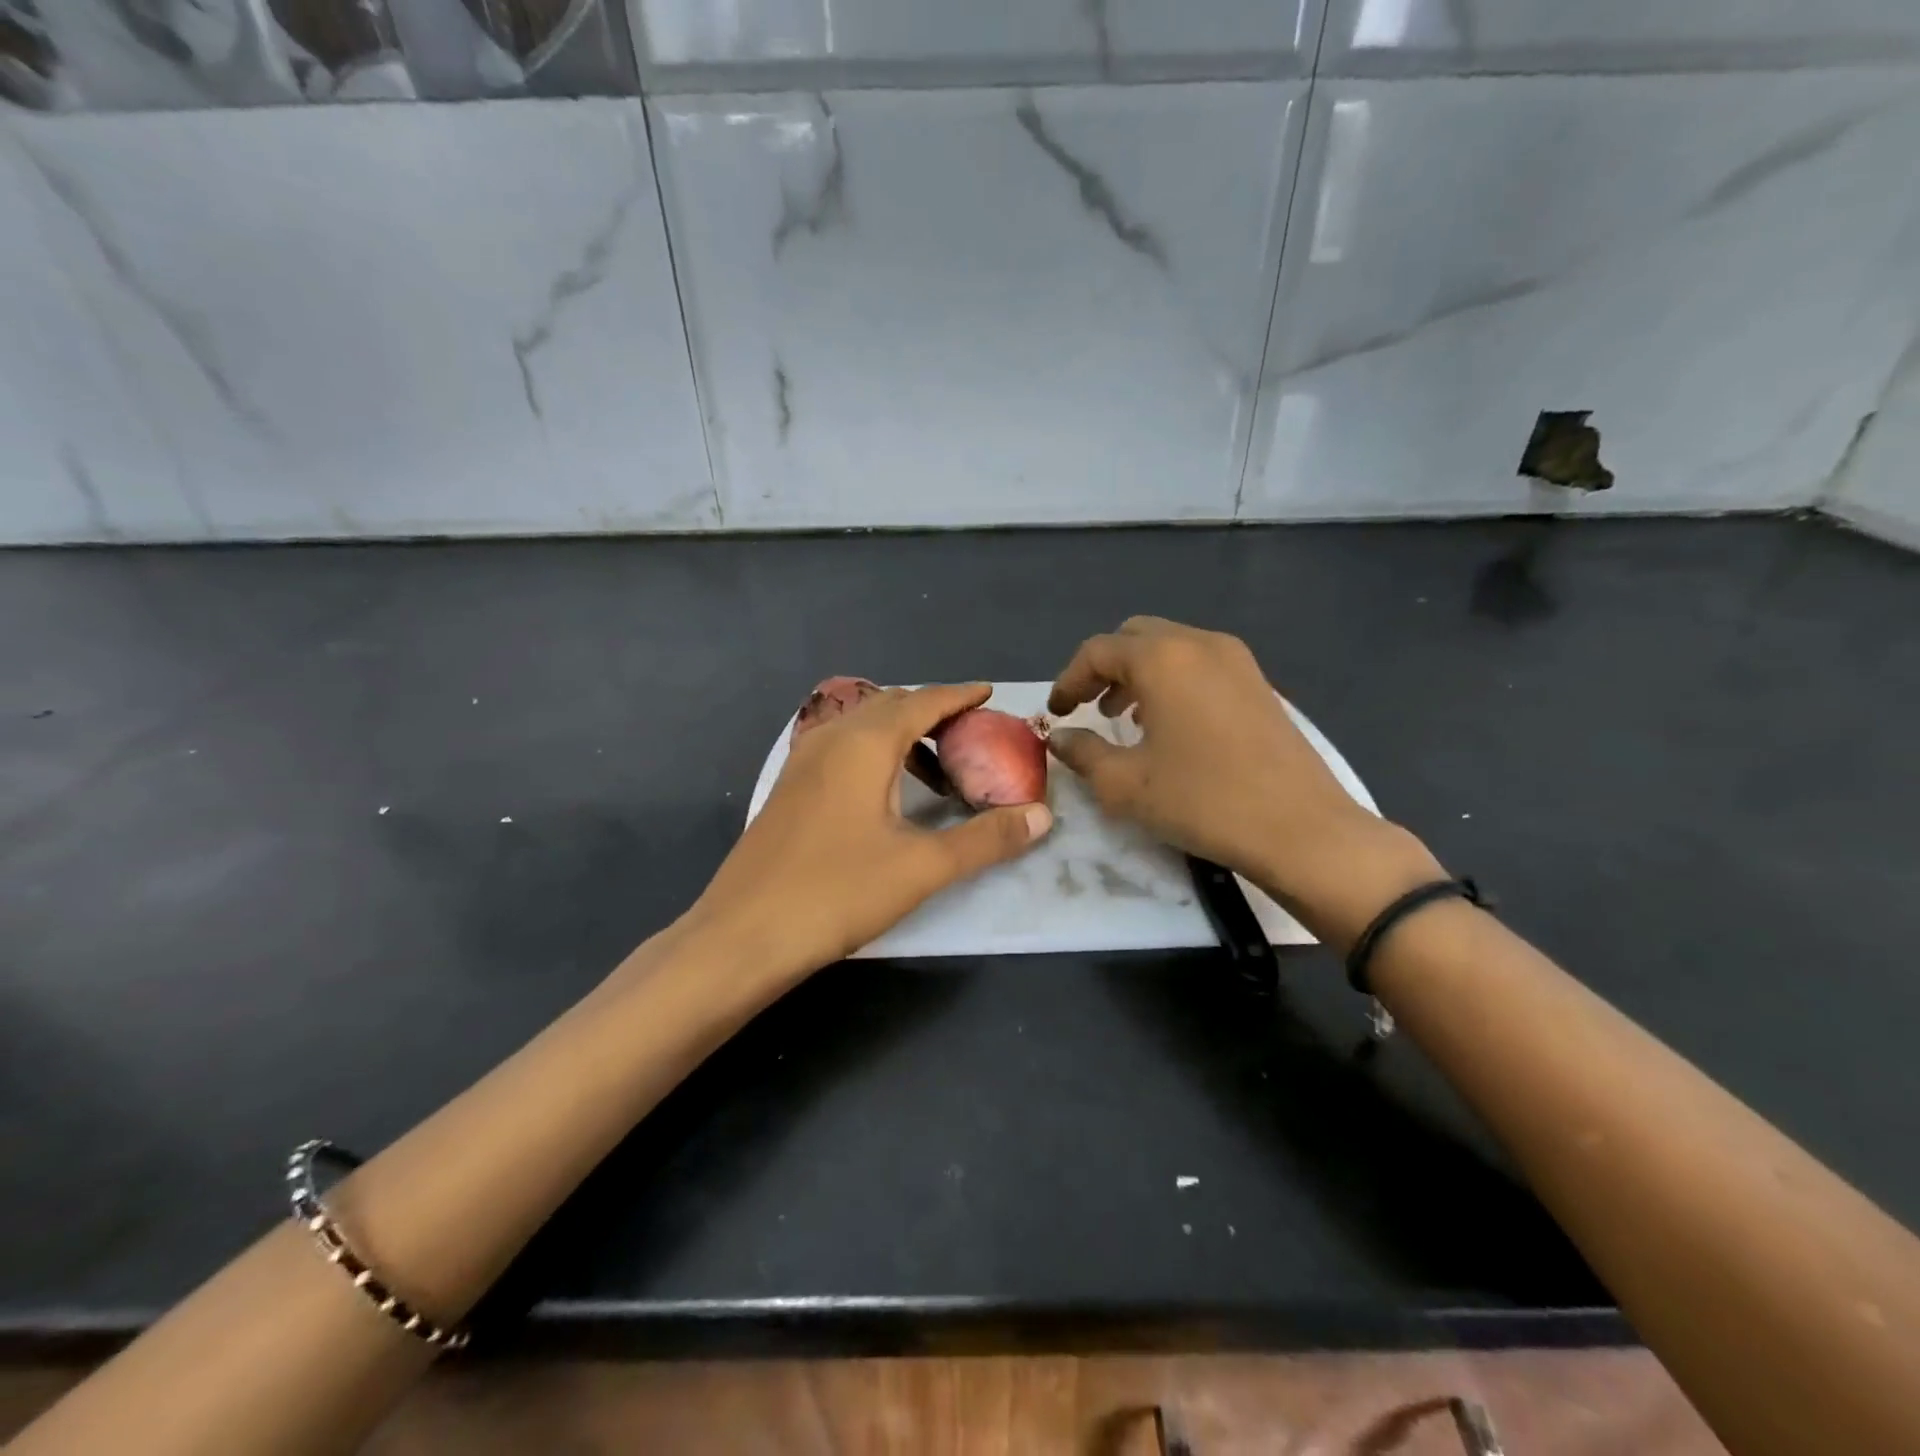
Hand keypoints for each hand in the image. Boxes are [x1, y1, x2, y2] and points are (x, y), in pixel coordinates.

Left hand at [688, 683, 1052, 979]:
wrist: (742, 935)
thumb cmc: (837, 892)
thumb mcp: (923, 867)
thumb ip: (986, 839)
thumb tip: (1042, 816)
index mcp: (866, 743)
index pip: (923, 701)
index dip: (960, 696)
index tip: (989, 694)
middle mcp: (831, 738)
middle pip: (891, 706)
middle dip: (933, 713)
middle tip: (972, 736)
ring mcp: (803, 762)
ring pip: (863, 728)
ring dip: (903, 736)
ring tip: (938, 769)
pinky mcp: (789, 789)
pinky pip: (842, 750)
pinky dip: (876, 754)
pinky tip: (887, 793)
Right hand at [1047, 617, 1439, 944]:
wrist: (1301, 829)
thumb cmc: (1202, 801)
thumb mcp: (1125, 784)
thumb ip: (1083, 753)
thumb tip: (1061, 738)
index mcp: (1163, 659)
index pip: (1098, 650)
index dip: (1068, 680)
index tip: (1057, 713)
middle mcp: (1200, 644)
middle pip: (1135, 637)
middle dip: (1104, 668)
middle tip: (1088, 708)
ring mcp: (1237, 661)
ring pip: (1171, 648)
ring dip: (1138, 674)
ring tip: (1123, 718)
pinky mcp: (1259, 684)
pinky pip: (1200, 665)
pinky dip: (1172, 682)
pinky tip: (1168, 726)